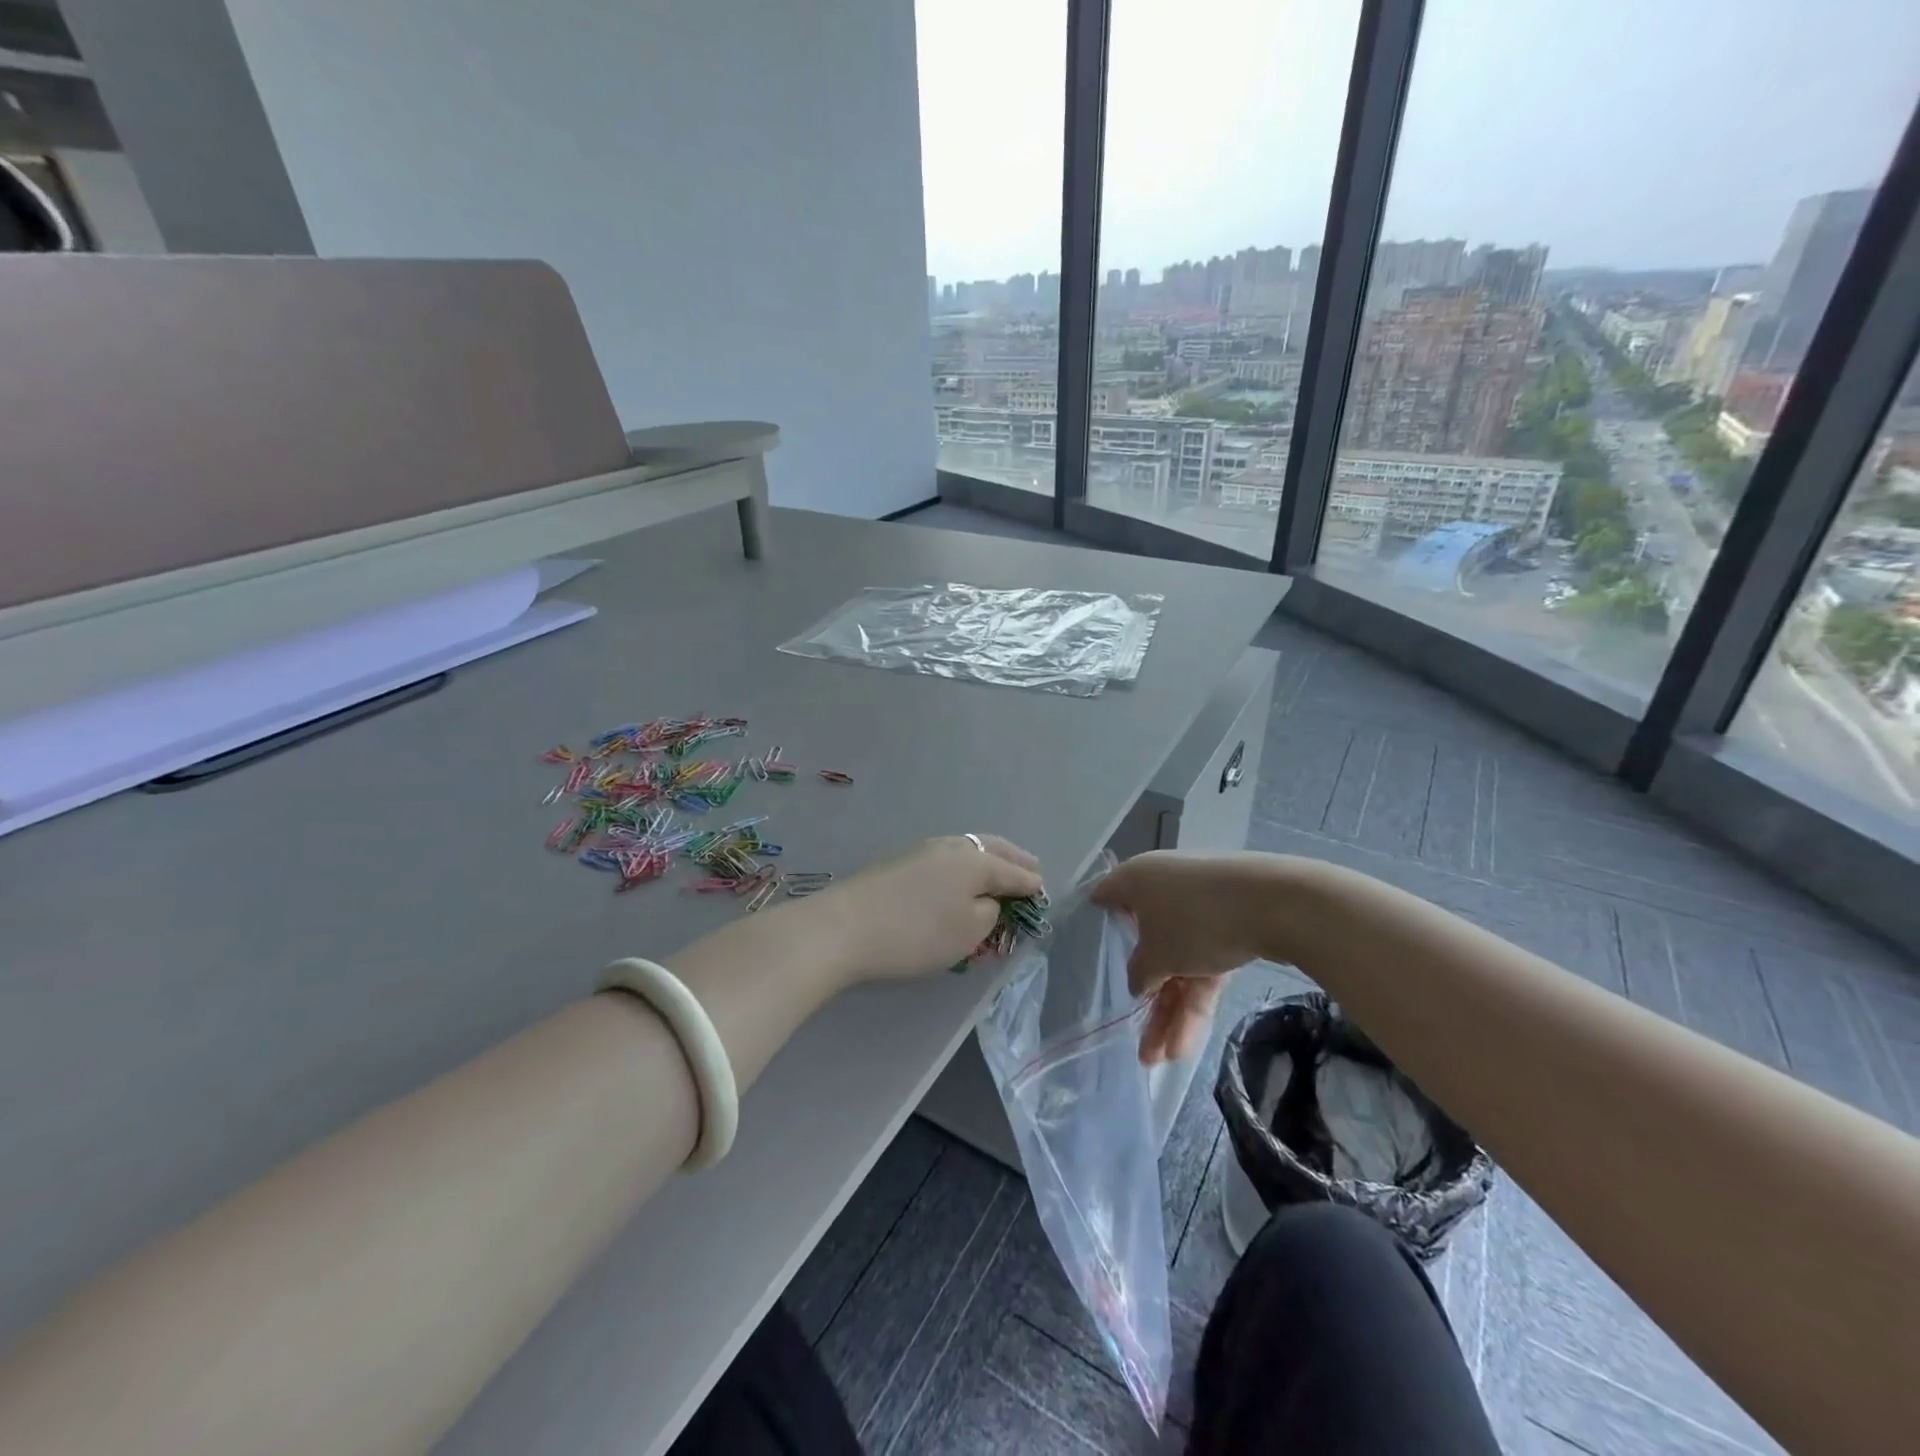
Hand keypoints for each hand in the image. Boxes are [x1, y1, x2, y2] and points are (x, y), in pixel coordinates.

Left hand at [811, 835, 1043, 982]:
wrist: (845, 926)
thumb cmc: (917, 932)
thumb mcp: (968, 932)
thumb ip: (990, 914)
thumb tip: (988, 901)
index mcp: (975, 860)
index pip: (1013, 871)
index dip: (1030, 883)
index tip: (1043, 891)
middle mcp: (951, 846)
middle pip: (991, 848)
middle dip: (1013, 860)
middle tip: (1031, 870)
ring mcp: (922, 851)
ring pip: (966, 850)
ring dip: (986, 861)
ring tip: (997, 874)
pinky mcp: (899, 863)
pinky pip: (945, 860)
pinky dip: (963, 868)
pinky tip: (959, 879)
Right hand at [1091, 851, 1267, 1064]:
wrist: (1274, 903)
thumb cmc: (1194, 921)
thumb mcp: (1155, 956)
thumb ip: (1137, 973)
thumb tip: (1138, 981)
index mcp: (1135, 880)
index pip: (1104, 900)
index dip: (1095, 928)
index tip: (1089, 960)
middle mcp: (1163, 889)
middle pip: (1145, 946)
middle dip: (1146, 999)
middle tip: (1140, 1044)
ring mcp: (1199, 907)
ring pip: (1178, 962)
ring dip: (1172, 1011)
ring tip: (1165, 1059)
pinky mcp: (1230, 925)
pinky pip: (1204, 964)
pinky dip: (1197, 998)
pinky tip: (1189, 1042)